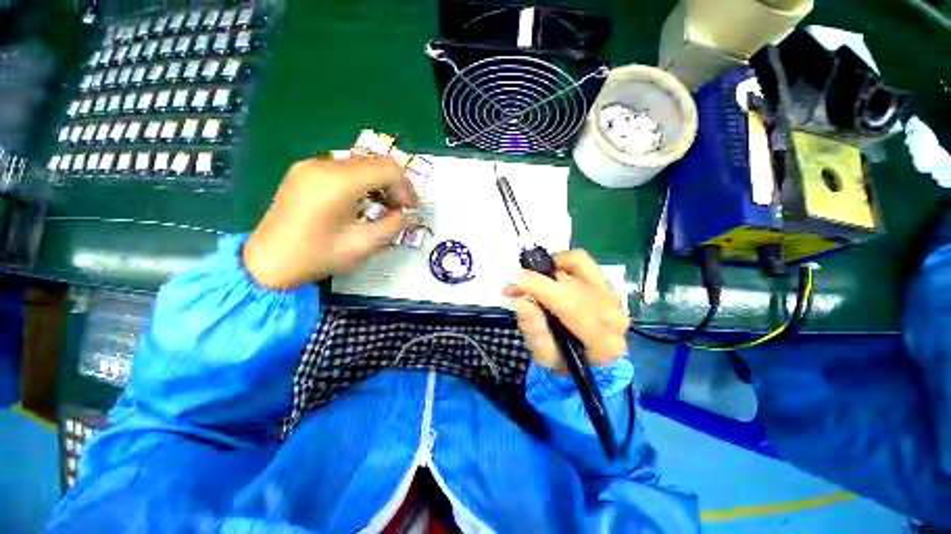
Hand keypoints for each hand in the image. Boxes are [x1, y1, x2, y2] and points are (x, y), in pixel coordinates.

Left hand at [243, 156, 417, 288]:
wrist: (267, 262)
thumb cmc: (316, 257)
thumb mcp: (363, 246)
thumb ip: (391, 226)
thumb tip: (399, 213)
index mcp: (337, 182)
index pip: (387, 168)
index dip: (405, 187)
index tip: (409, 208)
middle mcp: (323, 165)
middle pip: (374, 162)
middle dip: (394, 185)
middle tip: (400, 209)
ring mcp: (310, 165)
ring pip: (360, 164)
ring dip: (378, 183)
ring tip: (382, 206)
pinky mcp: (304, 171)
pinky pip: (343, 169)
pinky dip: (361, 183)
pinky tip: (361, 202)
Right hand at [503, 251, 628, 374]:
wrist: (587, 359)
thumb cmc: (563, 361)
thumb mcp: (544, 356)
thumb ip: (534, 330)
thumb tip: (521, 301)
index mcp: (602, 341)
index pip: (569, 304)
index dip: (537, 288)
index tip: (511, 284)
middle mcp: (613, 315)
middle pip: (570, 282)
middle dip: (536, 279)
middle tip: (515, 285)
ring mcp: (613, 296)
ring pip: (576, 264)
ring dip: (550, 269)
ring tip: (535, 282)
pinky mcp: (607, 283)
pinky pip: (581, 261)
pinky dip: (560, 263)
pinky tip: (551, 276)